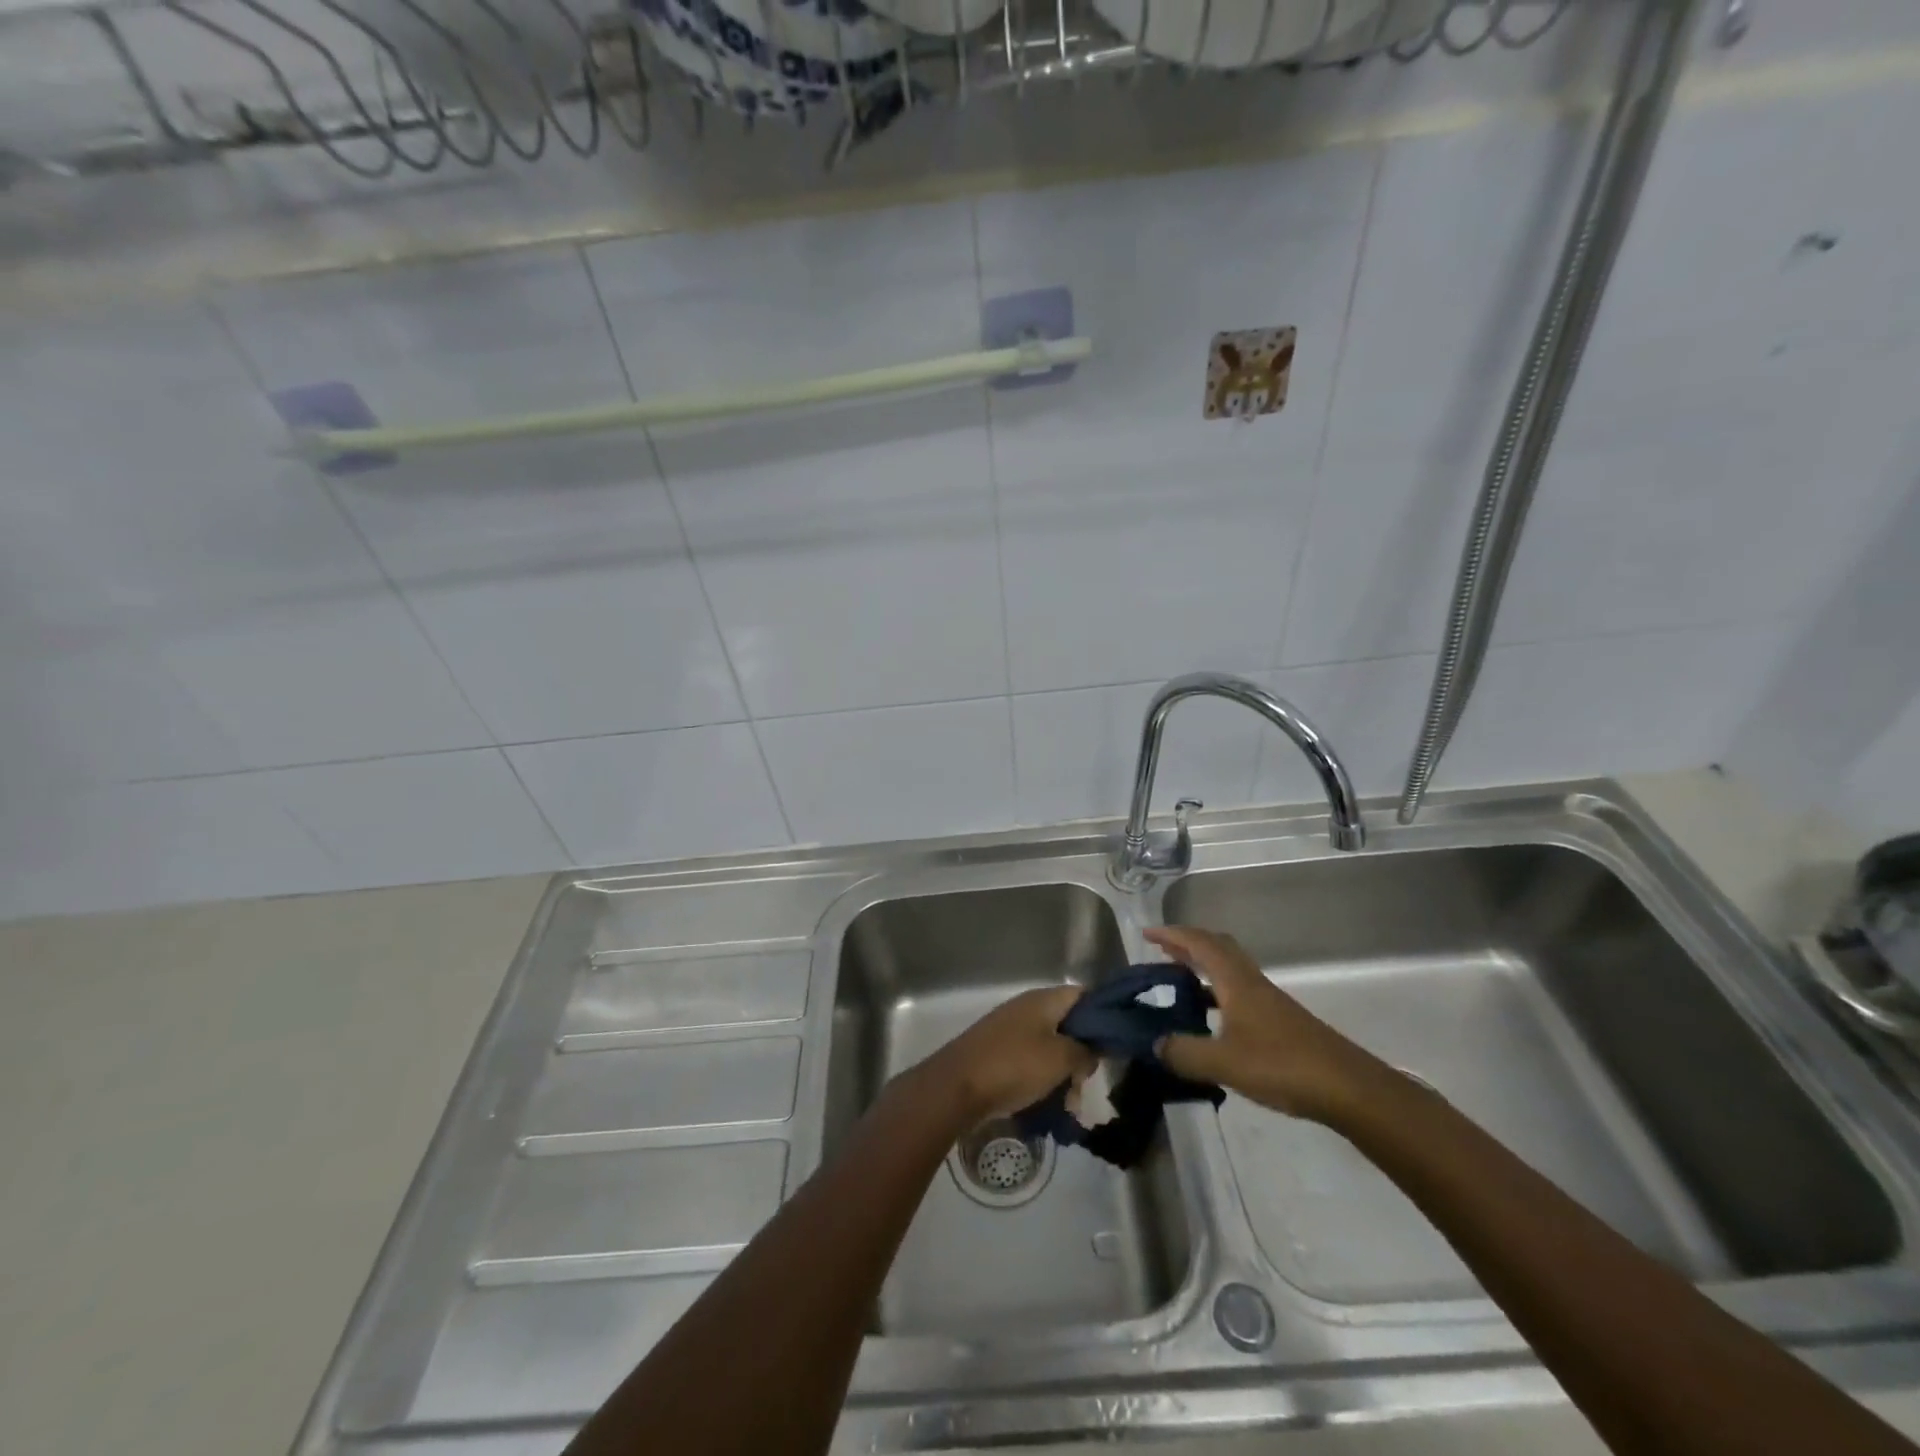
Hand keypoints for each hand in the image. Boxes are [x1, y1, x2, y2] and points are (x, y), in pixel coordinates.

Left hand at [921, 985, 1096, 1125]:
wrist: (957, 1086)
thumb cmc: (1014, 1066)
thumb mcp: (1060, 1058)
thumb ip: (1085, 1050)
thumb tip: (1093, 1049)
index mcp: (1043, 1000)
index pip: (1084, 996)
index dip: (1103, 1016)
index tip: (1115, 1044)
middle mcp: (1027, 1008)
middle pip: (1068, 1025)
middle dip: (1082, 1055)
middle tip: (1086, 1083)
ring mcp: (1011, 1030)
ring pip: (1050, 1048)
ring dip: (1063, 1074)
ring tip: (1068, 1105)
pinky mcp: (999, 1053)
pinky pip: (1031, 1062)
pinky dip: (1042, 1081)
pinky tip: (1048, 1106)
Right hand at [1144, 925, 1384, 1122]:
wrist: (1347, 1087)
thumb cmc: (1282, 1065)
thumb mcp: (1224, 1063)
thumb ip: (1185, 1053)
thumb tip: (1155, 1044)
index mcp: (1236, 982)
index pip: (1200, 944)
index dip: (1173, 934)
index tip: (1147, 934)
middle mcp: (1252, 982)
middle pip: (1218, 947)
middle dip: (1188, 944)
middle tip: (1162, 950)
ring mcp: (1269, 1001)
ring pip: (1230, 969)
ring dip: (1203, 967)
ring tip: (1178, 980)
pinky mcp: (1279, 1021)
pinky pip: (1239, 991)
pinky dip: (1217, 992)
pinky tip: (1210, 1017)